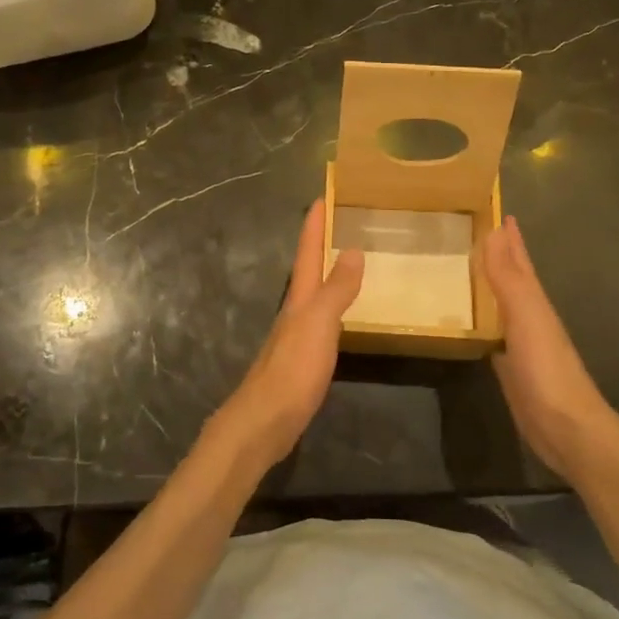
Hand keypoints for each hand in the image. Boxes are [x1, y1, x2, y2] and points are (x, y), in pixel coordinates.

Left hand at [206, 199, 363, 472]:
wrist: (265, 421)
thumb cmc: (293, 369)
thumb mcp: (319, 324)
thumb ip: (337, 289)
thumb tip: (353, 249)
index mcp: (300, 299)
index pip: (308, 252)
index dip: (315, 225)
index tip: (323, 196)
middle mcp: (295, 312)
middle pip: (309, 269)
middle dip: (322, 244)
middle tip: (343, 222)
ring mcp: (296, 337)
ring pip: (314, 295)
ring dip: (328, 275)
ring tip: (348, 261)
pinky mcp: (302, 361)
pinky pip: (321, 322)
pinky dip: (333, 308)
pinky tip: (343, 316)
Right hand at [482, 216, 618, 483]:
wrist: (566, 427)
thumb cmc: (546, 368)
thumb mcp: (526, 317)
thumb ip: (508, 278)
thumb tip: (494, 232)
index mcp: (534, 301)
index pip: (519, 261)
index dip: (510, 238)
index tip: (498, 212)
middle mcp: (528, 317)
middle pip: (513, 280)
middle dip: (501, 256)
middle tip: (480, 233)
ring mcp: (520, 344)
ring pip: (502, 305)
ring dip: (489, 286)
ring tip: (469, 270)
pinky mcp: (510, 368)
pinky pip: (493, 333)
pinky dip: (483, 321)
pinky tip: (473, 321)